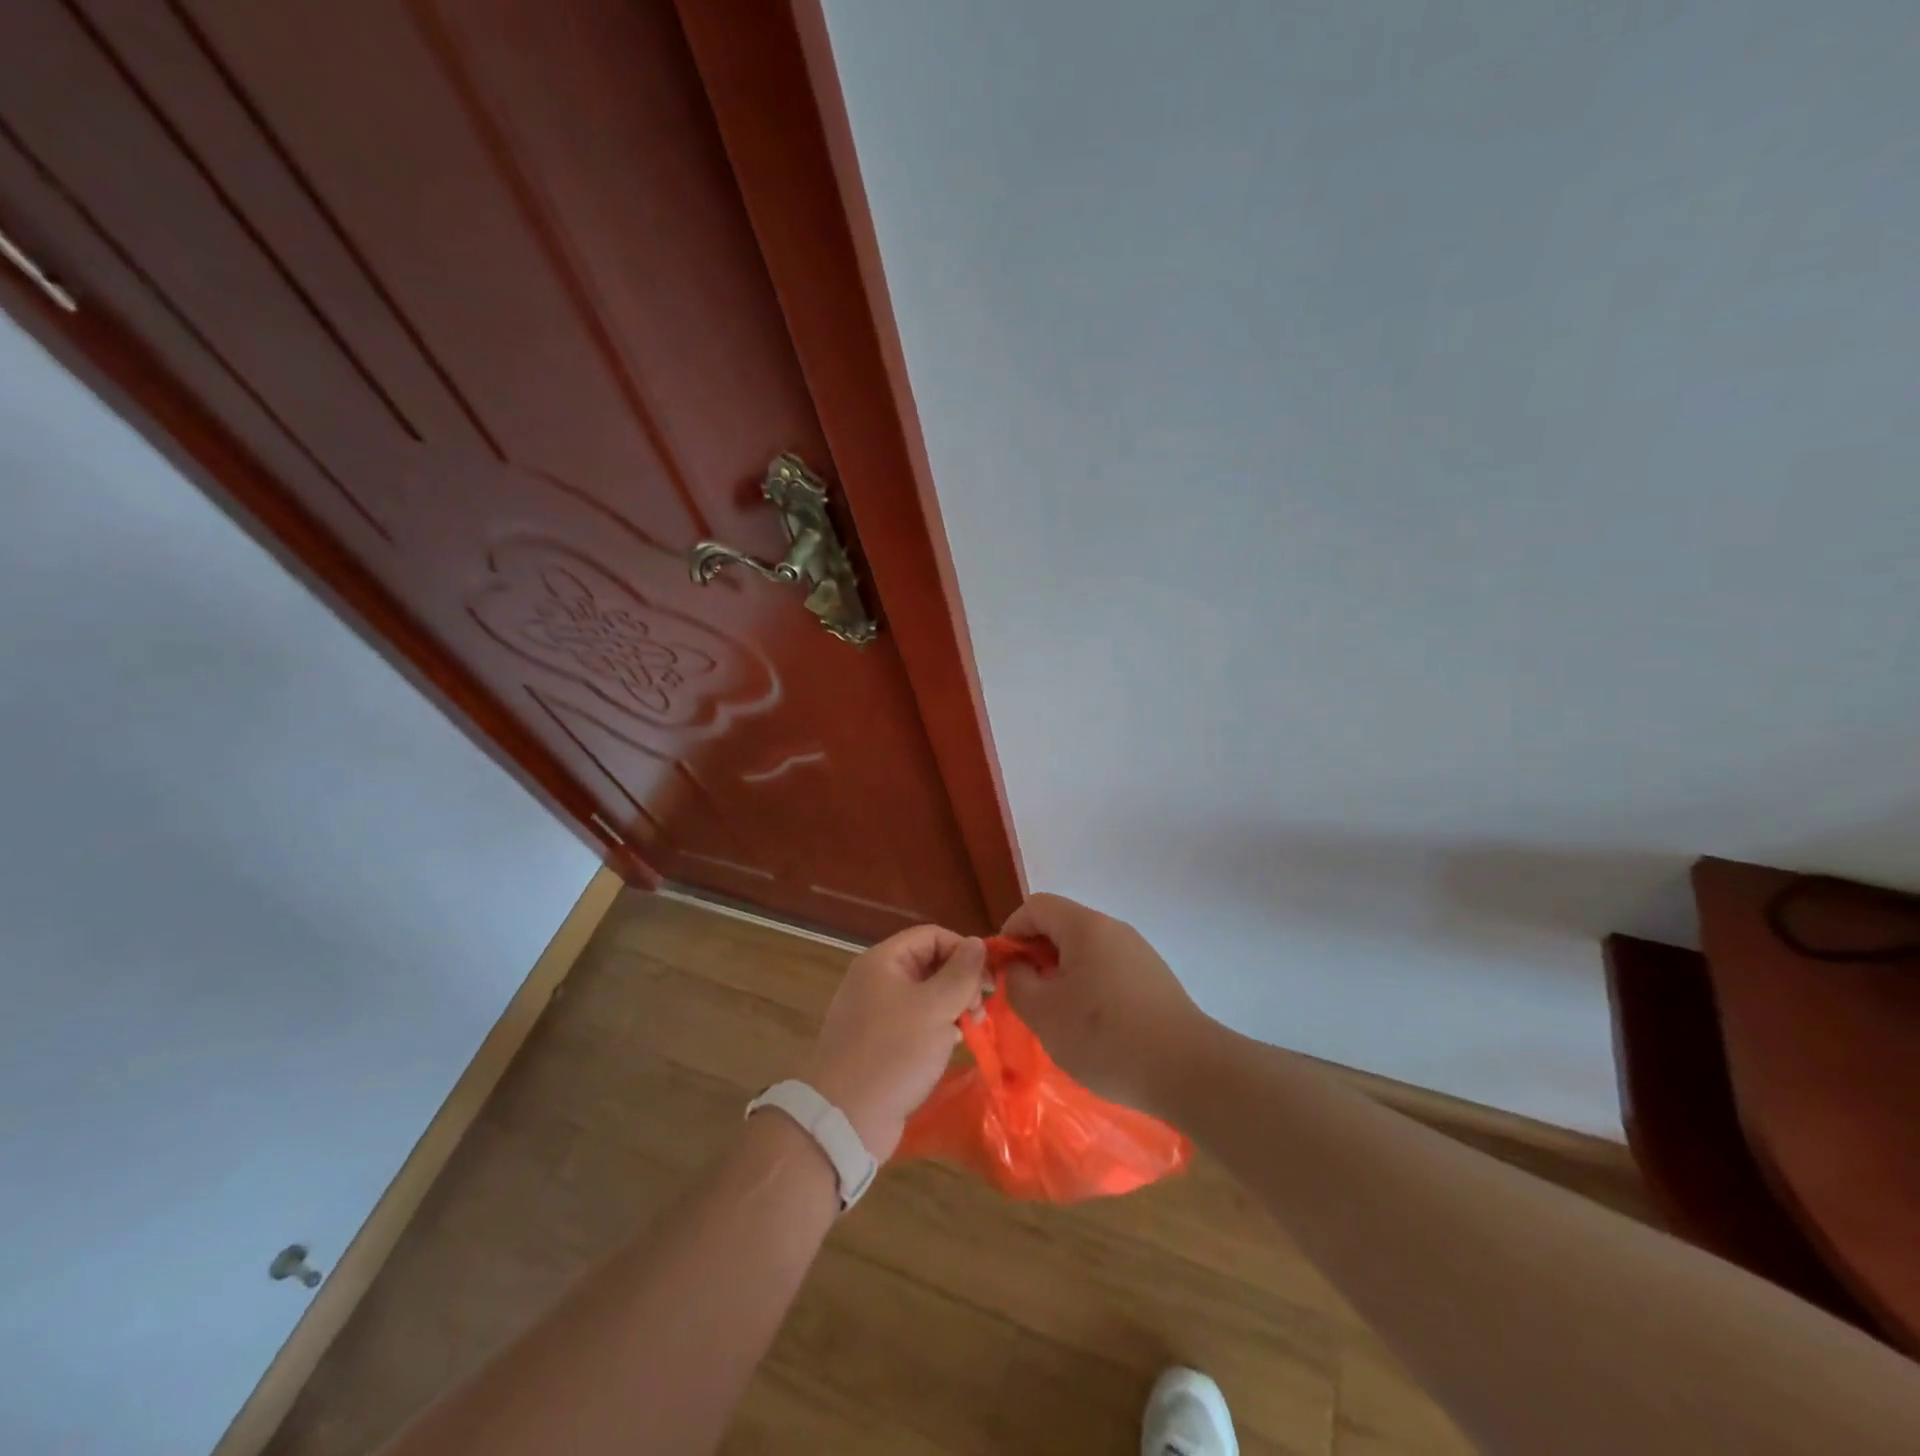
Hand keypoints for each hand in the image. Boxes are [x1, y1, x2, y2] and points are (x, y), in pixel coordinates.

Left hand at [801, 926, 986, 1159]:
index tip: (989, 977)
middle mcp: (876, 980)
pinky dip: (937, 1028)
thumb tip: (978, 943)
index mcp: (883, 961)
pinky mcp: (879, 1043)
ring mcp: (875, 1013)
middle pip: (928, 964)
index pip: (931, 936)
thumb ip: (961, 974)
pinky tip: (953, 1044)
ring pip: (925, 995)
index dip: (963, 950)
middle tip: (982, 1006)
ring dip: (953, 1006)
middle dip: (960, 981)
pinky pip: (915, 1022)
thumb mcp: (936, 1008)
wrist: (846, 1118)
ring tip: (974, 1026)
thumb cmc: (894, 1051)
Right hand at [1000, 892, 1216, 1116]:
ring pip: (1085, 951)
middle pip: (1061, 926)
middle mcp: (1113, 928)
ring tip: (1059, 1018)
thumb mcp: (1043, 1012)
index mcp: (1085, 926)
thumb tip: (1015, 965)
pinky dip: (1090, 988)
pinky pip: (1108, 969)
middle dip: (1036, 957)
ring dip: (1063, 975)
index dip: (1011, 932)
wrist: (1189, 1070)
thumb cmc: (1105, 1037)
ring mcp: (1138, 952)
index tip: (1004, 971)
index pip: (1035, 906)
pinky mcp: (1154, 978)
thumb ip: (1016, 981)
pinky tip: (1094, 1028)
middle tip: (1028, 998)